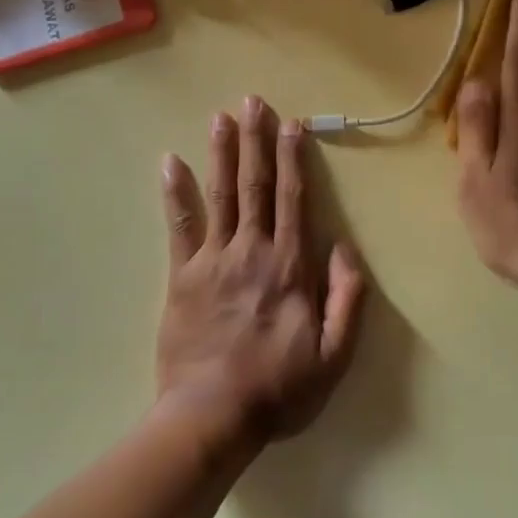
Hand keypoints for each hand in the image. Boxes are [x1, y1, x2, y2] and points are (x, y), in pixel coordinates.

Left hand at [157, 96, 367, 445]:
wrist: (213, 416)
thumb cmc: (279, 389)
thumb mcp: (335, 355)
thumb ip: (347, 299)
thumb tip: (345, 248)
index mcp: (290, 266)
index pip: (294, 199)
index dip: (294, 159)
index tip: (292, 124)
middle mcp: (253, 250)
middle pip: (256, 185)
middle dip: (256, 140)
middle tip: (254, 101)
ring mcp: (213, 259)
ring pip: (220, 194)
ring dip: (222, 152)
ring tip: (221, 116)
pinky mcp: (181, 275)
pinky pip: (178, 225)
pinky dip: (175, 192)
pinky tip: (169, 161)